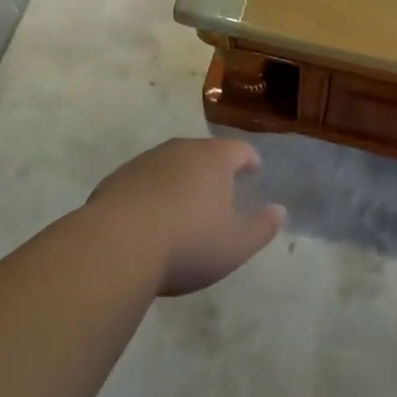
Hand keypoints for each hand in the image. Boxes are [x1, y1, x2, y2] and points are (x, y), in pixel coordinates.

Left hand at [86, 138, 284, 296]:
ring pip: (171, 164)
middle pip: (203, 153)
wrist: (116, 246)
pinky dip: (152, 193)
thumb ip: (262, 227)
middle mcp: (180, 150)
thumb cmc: (187, 242)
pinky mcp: (116, 180)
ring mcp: (145, 162)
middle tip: (220, 190)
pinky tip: (149, 218)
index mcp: (213, 159)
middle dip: (214, 169)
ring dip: (181, 180)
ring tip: (184, 206)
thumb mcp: (236, 244)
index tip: (254, 170)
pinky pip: (143, 181)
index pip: (239, 150)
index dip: (250, 160)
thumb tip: (280, 211)